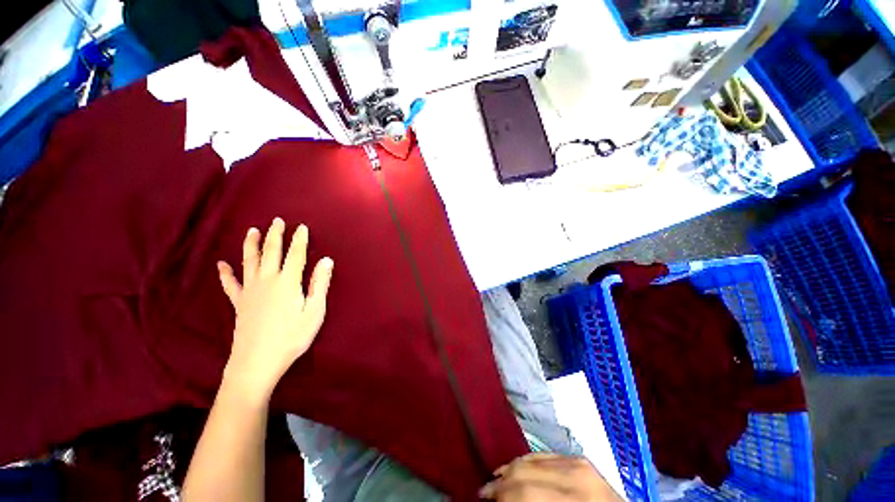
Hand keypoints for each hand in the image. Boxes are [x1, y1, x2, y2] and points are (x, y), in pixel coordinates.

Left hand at [217, 218, 333, 400]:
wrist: (257, 362)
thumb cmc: (292, 337)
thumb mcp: (314, 312)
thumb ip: (320, 284)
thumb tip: (326, 261)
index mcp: (288, 283)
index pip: (296, 255)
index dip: (300, 240)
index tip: (302, 227)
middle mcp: (267, 281)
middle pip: (271, 252)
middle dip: (275, 235)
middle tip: (277, 221)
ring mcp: (250, 291)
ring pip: (249, 262)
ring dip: (251, 245)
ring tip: (252, 230)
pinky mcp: (239, 303)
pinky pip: (230, 285)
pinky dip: (225, 274)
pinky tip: (222, 265)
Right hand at [479, 453, 622, 501]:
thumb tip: (499, 497)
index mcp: (575, 499)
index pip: (524, 490)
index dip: (499, 494)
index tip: (484, 498)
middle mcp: (577, 477)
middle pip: (525, 471)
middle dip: (501, 481)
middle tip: (486, 492)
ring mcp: (580, 463)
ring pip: (532, 458)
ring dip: (511, 469)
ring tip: (499, 479)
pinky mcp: (580, 458)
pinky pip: (545, 454)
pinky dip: (527, 461)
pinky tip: (518, 468)